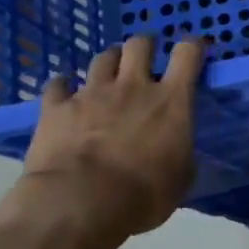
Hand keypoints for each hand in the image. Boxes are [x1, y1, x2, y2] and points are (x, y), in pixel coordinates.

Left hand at [19, 34, 207, 237]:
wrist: (79, 203)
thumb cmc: (143, 194)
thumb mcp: (181, 176)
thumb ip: (180, 149)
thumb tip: (176, 145)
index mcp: (172, 101)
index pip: (187, 54)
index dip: (192, 46)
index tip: (192, 52)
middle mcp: (134, 86)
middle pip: (140, 45)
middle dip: (145, 47)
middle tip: (145, 61)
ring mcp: (92, 93)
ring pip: (102, 58)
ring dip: (109, 64)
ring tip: (108, 77)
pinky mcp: (55, 107)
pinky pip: (58, 85)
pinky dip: (64, 87)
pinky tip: (65, 94)